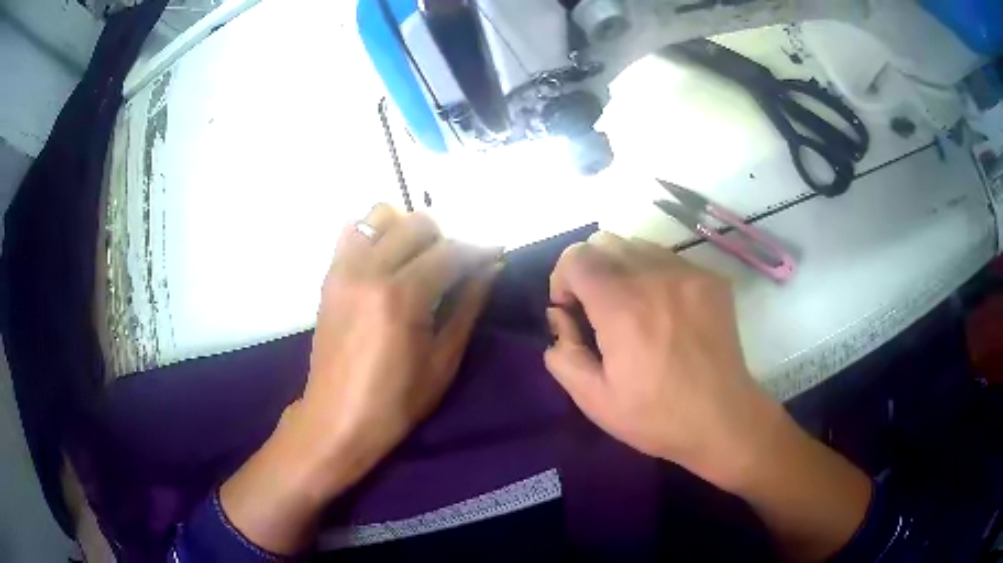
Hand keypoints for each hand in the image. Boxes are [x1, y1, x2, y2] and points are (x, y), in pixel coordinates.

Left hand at [221, 204, 498, 553]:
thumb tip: (491, 268)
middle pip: (416, 224)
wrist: (336, 419)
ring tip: (416, 262)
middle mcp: (369, 270)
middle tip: (454, 269)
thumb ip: (468, 306)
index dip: (478, 252)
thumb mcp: (443, 360)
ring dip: (406, 231)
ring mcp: (343, 269)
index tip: (494, 256)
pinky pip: (352, 232)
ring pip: (380, 216)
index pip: (450, 252)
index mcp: (401, 296)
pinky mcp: (329, 276)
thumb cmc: (396, 401)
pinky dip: (374, 235)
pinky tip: (385, 263)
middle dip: (444, 240)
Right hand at [545, 232, 774, 485]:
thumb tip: (561, 318)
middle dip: (590, 270)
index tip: (573, 311)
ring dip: (623, 269)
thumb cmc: (656, 415)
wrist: (722, 419)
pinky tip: (664, 310)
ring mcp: (688, 274)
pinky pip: (669, 258)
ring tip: (634, 309)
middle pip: (605, 242)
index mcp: (622, 307)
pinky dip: (654, 274)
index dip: (563, 279)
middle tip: (600, 311)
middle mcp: (655, 277)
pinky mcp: (711, 279)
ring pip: (638, 245)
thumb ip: (562, 354)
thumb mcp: (593, 400)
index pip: (577, 256)